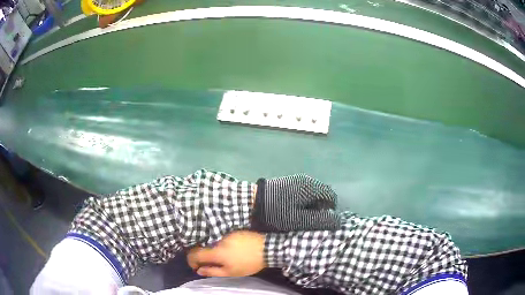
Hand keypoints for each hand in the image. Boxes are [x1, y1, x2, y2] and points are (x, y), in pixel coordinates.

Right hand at [187, 231, 265, 276]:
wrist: (266, 249)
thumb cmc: (248, 264)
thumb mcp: (230, 272)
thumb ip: (212, 271)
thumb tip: (198, 270)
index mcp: (216, 252)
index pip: (195, 253)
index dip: (191, 260)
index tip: (195, 266)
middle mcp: (217, 240)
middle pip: (202, 247)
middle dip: (203, 256)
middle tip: (210, 264)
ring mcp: (225, 234)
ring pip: (211, 242)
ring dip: (212, 250)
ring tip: (222, 258)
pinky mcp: (232, 231)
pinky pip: (220, 238)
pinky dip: (220, 244)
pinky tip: (230, 250)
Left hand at [252, 174, 340, 231]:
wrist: (250, 203)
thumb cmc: (276, 213)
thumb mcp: (300, 220)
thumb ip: (320, 220)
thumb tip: (337, 220)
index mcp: (311, 187)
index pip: (331, 197)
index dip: (329, 211)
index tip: (320, 222)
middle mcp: (306, 180)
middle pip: (321, 196)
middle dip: (319, 209)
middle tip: (308, 222)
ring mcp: (295, 180)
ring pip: (311, 196)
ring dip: (309, 207)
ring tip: (298, 219)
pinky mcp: (286, 184)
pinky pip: (301, 194)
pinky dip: (300, 204)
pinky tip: (290, 212)